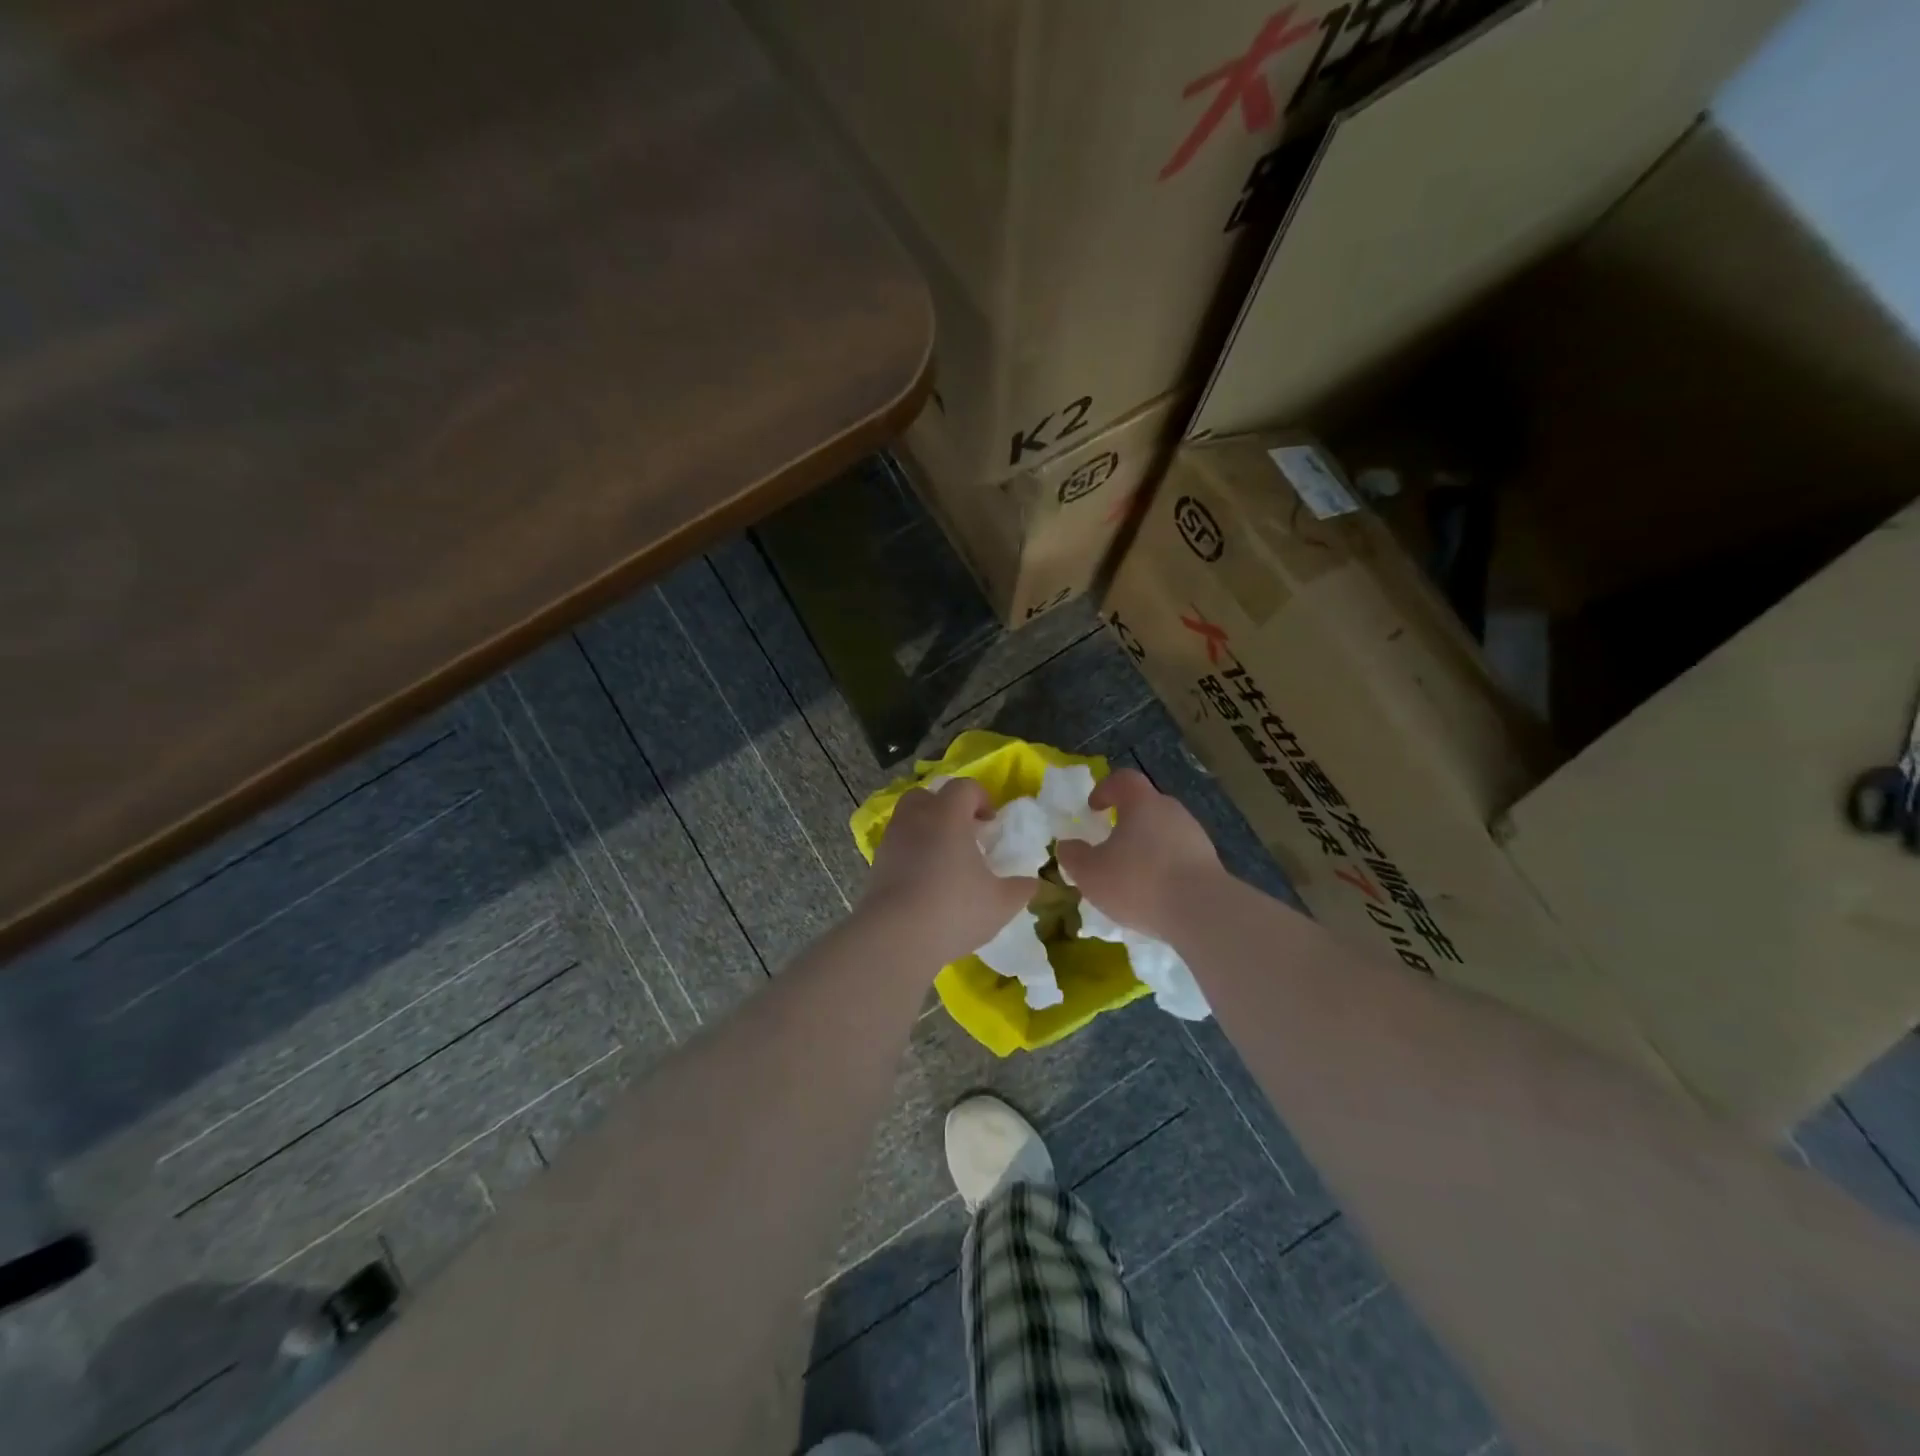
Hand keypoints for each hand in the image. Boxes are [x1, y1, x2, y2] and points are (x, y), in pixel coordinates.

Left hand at [862, 779, 1037, 966]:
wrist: (894, 937)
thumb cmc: (954, 909)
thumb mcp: (1001, 903)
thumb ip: (1021, 888)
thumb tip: (1031, 882)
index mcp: (948, 815)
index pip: (964, 787)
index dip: (981, 798)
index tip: (991, 823)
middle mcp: (916, 818)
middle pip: (929, 796)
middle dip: (947, 808)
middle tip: (965, 834)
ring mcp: (891, 841)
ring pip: (909, 820)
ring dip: (927, 831)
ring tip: (945, 861)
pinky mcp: (876, 865)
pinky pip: (898, 847)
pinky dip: (912, 854)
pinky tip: (925, 882)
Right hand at [1054, 769, 1221, 941]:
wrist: (1202, 912)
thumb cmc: (1139, 882)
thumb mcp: (1090, 873)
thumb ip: (1073, 857)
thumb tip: (1067, 846)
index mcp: (1142, 803)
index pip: (1123, 779)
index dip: (1105, 789)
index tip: (1094, 808)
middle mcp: (1172, 811)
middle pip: (1146, 806)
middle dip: (1127, 822)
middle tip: (1110, 846)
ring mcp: (1195, 836)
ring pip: (1164, 832)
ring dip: (1147, 847)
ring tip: (1132, 876)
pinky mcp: (1210, 863)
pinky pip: (1180, 857)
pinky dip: (1165, 868)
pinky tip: (1156, 895)